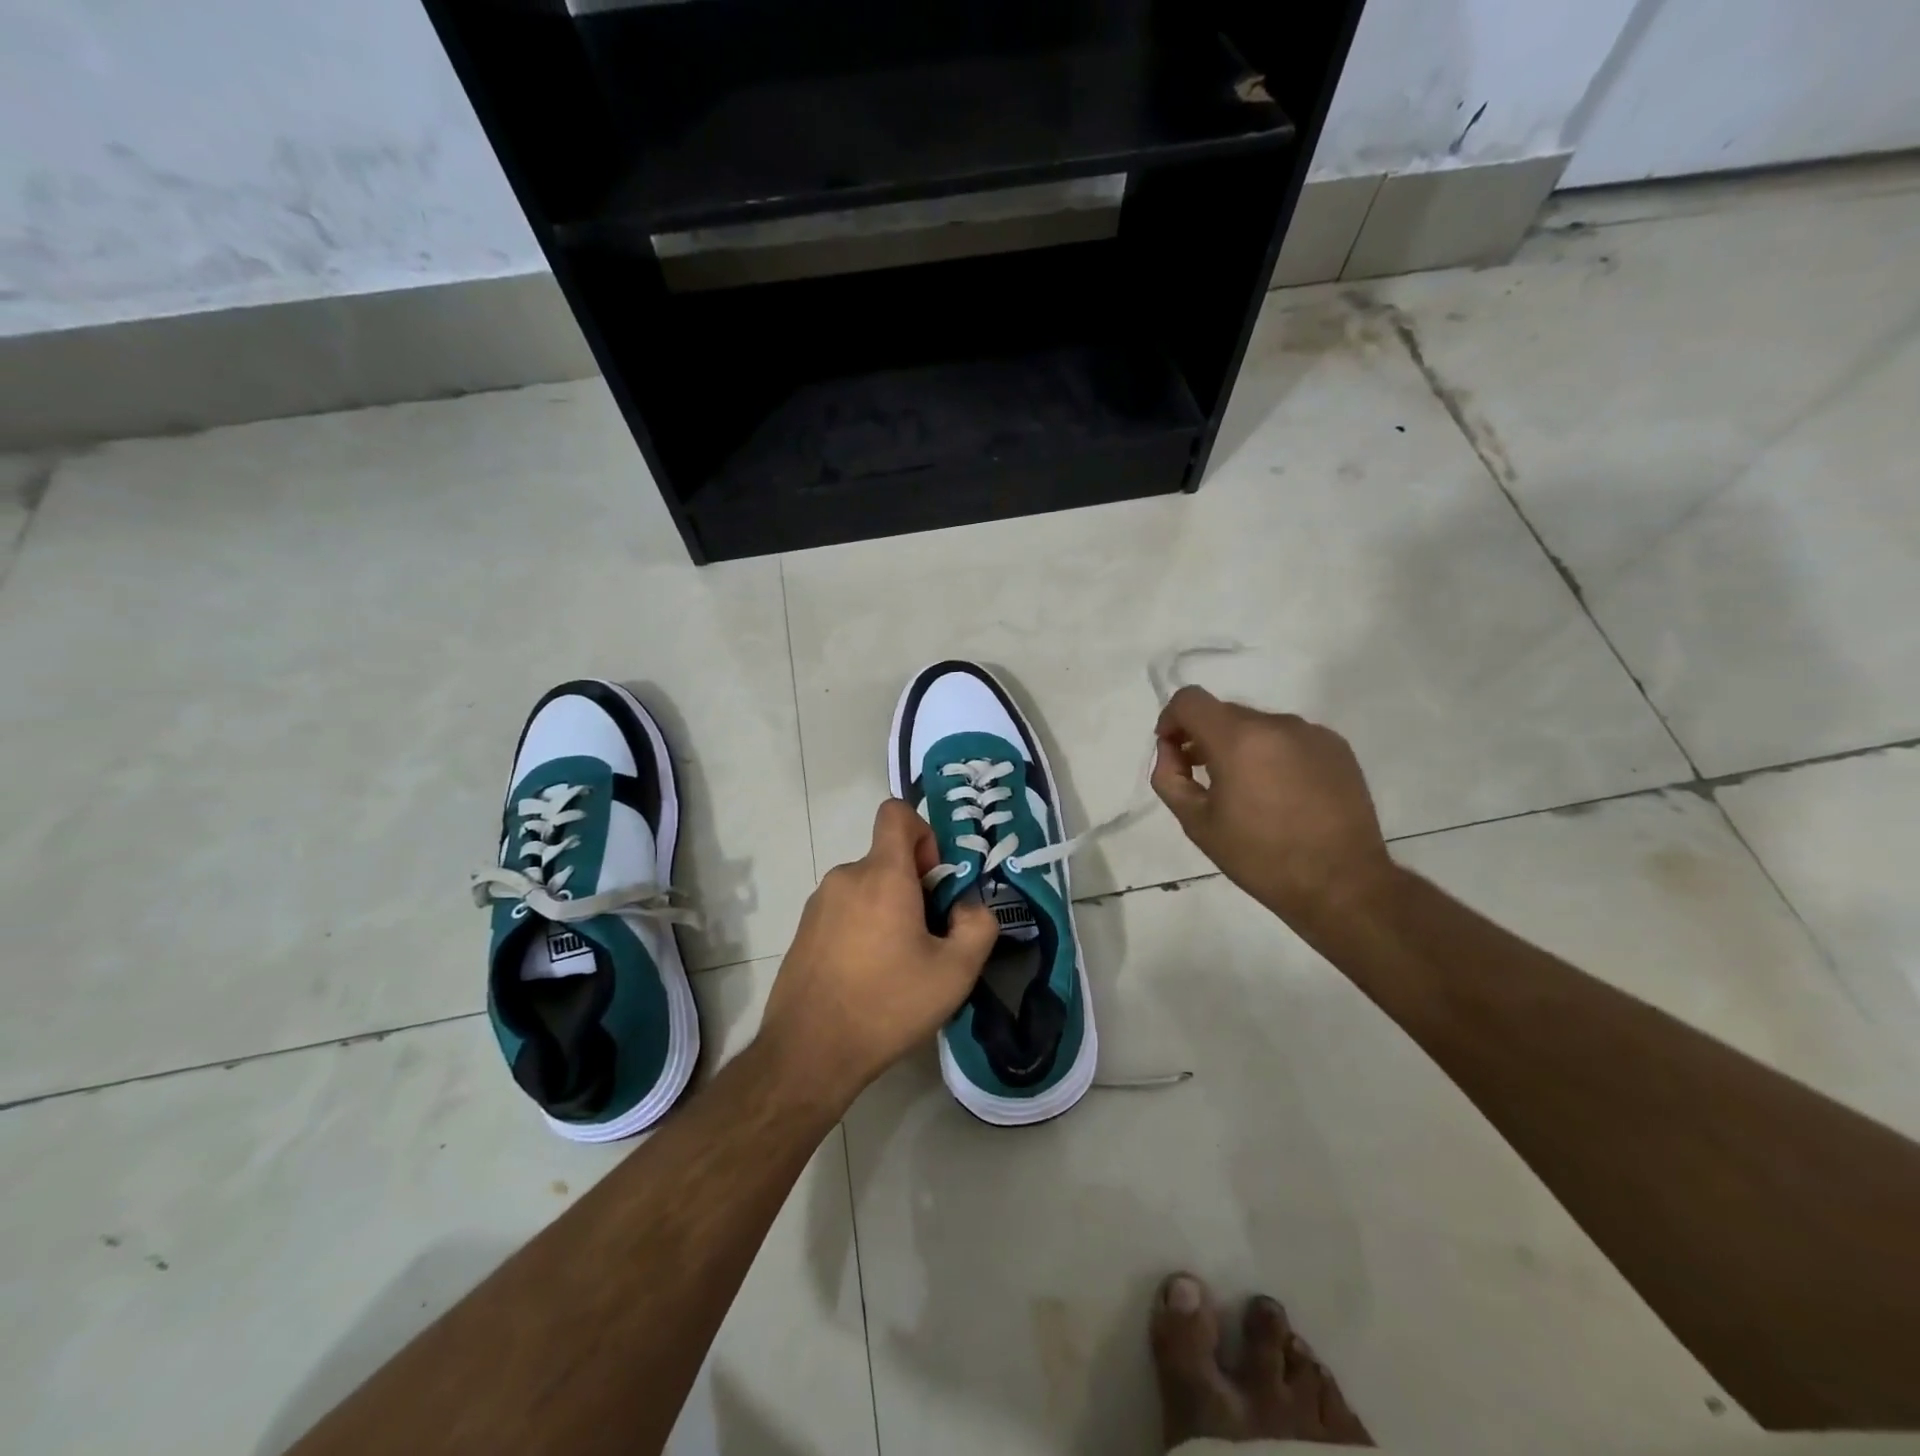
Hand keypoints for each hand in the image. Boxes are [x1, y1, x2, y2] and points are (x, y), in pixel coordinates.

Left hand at [760, 799, 998, 1109]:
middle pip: (888, 859)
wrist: (808, 1053)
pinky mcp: (803, 931)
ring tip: (898, 966)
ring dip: (889, 911)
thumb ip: (978, 925)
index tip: (934, 880)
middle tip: (928, 940)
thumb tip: (967, 906)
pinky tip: (868, 978)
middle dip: (915, 887)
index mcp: (881, 874)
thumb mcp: (956, 971)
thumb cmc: (888, 1005)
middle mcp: (845, 877)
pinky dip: (863, 928)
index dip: (924, 833)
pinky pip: (845, 911)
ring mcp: (818, 904)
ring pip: (867, 888)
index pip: (897, 812)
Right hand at [1151, 687, 1398, 931]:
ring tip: (1247, 792)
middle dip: (1205, 737)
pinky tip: (1282, 794)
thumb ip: (1170, 777)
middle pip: (1224, 713)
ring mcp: (1311, 733)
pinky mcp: (1337, 748)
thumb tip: (1171, 750)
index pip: (1190, 700)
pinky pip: (1290, 739)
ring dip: (1241, 747)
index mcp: (1238, 739)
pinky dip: (1274, 754)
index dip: (1171, 720)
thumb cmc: (1260, 857)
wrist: (1341, 884)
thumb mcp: (1197, 823)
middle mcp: (1276, 724)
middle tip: (1204, 779)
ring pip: (1258, 726)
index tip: (1173, 751)